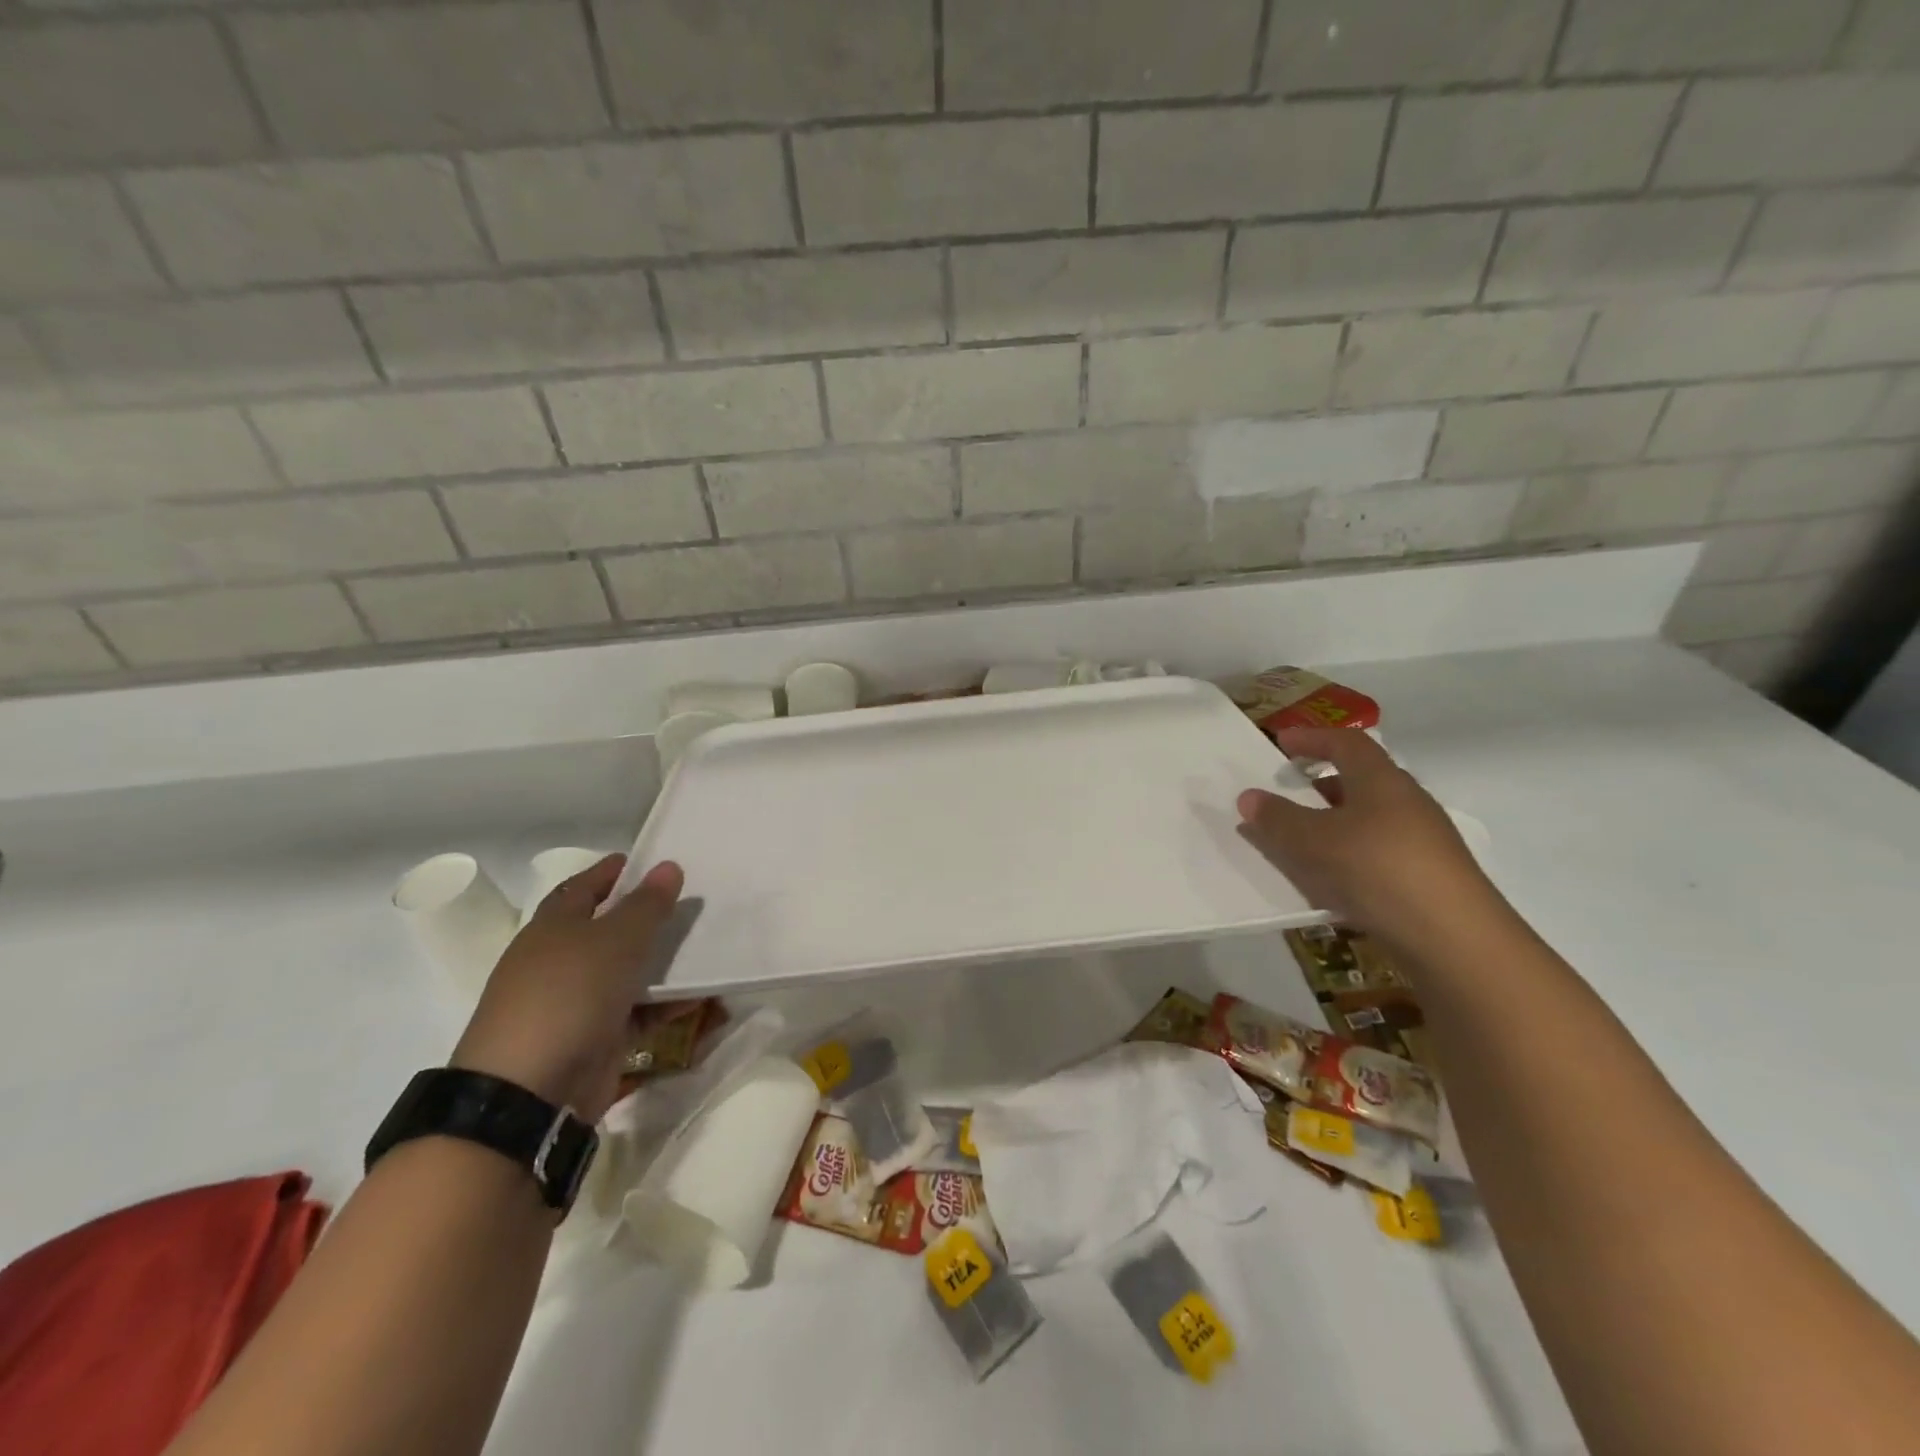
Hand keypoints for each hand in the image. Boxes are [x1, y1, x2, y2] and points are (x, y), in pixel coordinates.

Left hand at [450, 855, 682, 1121]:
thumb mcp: (616, 940)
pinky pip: (637, 1012)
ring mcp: (574, 1004)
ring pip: (626, 972)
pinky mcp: (593, 1040)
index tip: (644, 860)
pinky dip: (664, 1004)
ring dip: (662, 964)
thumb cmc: (569, 995)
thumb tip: (668, 865)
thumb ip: (647, 904)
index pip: (582, 888)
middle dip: (645, 918)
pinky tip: (699, 997)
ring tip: (705, 948)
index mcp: (552, 928)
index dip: (610, 872)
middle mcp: (559, 962)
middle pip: (607, 931)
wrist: (530, 1092)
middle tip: (688, 903)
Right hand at [1238, 726, 1504, 953]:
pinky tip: (1330, 881)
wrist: (1454, 939)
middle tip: (1288, 791)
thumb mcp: (1313, 841)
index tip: (1283, 742)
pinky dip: (1348, 854)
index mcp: (1382, 781)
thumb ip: (1277, 818)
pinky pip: (1376, 851)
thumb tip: (1249, 797)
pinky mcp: (1427, 876)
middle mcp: (1407, 802)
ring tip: (1300, 840)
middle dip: (1322, 783)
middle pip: (1361, 780)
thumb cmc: (1377, 870)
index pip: (1347, 743)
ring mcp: (1422, 841)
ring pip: (1368, 818)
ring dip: (1333, 822)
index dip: (1313, 738)